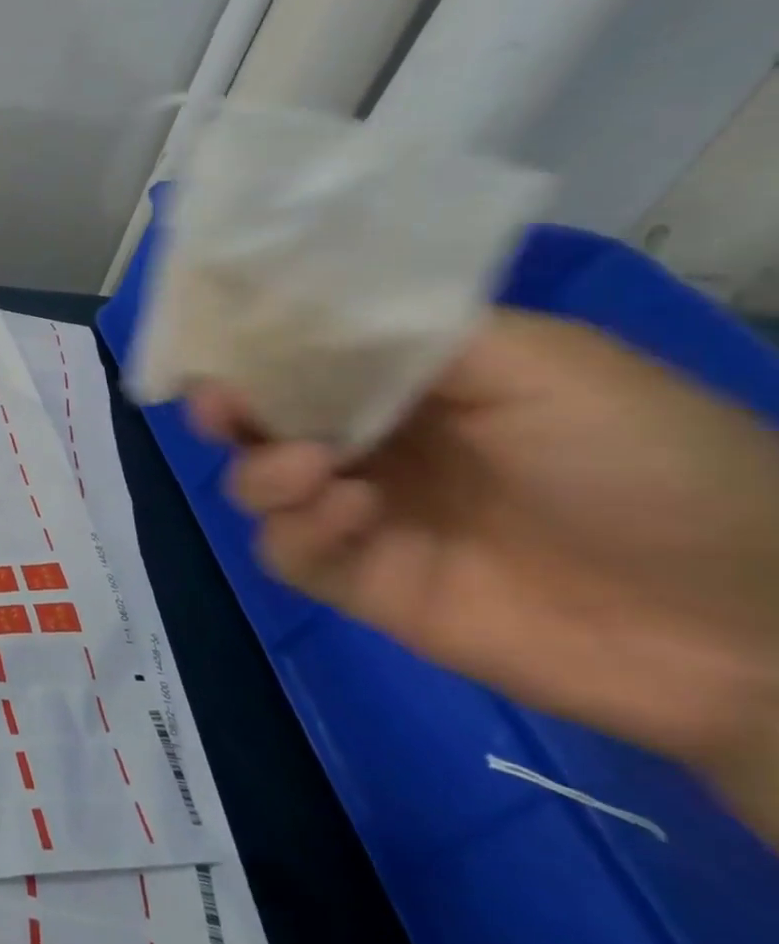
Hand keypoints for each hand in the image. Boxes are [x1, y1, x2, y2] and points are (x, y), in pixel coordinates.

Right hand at [191, 308, 778, 841]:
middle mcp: (373, 445)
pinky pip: (287, 552)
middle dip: (227, 412)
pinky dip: (299, 530)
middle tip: (218, 406)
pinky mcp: (361, 583)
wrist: (739, 627)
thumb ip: (415, 336)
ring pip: (256, 486)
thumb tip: (298, 316)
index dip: (255, 348)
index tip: (217, 339)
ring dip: (263, 472)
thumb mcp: (542, 365)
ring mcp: (361, 516)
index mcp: (409, 386)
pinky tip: (353, 515)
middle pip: (260, 423)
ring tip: (313, 469)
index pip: (304, 359)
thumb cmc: (644, 464)